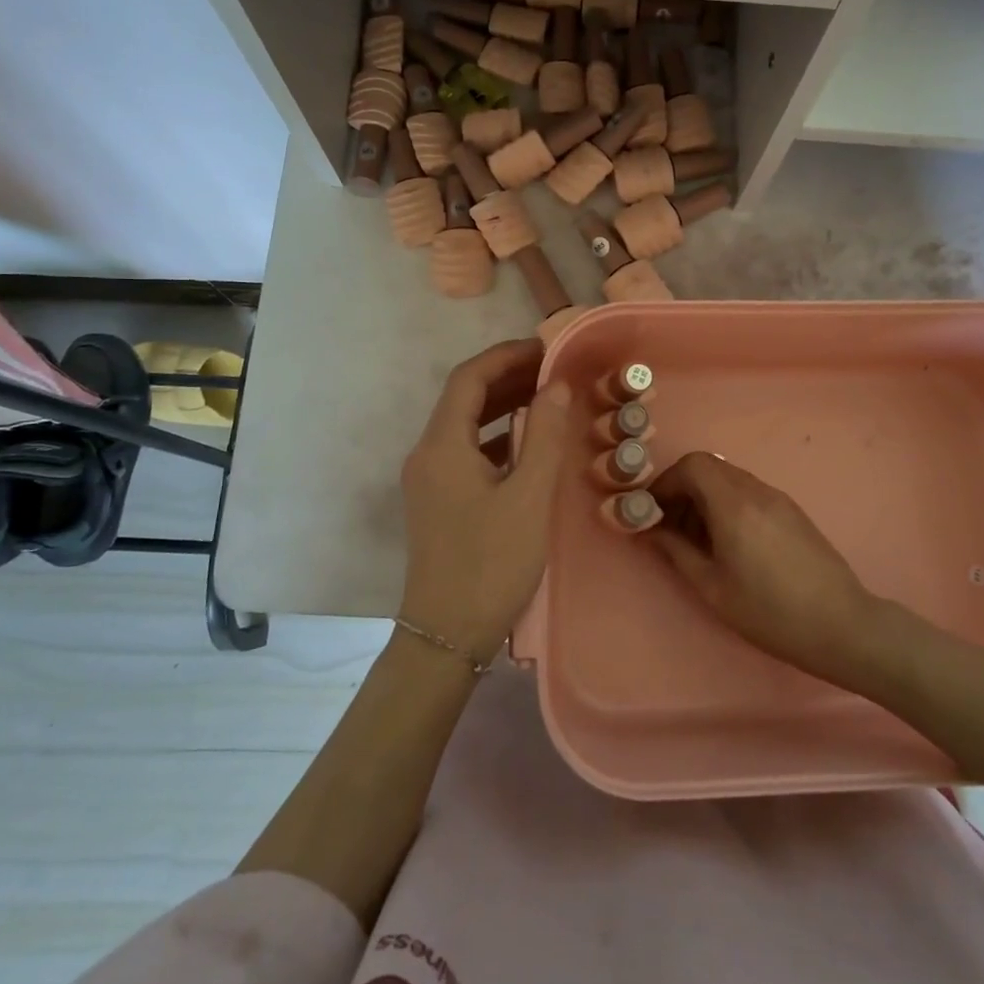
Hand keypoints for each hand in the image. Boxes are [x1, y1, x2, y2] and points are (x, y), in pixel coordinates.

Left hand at [399, 340, 571, 662]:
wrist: (446, 636)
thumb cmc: (491, 563)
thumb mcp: (529, 497)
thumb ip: (544, 436)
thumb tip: (557, 385)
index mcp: (442, 446)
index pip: (469, 378)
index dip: (506, 355)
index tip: (545, 347)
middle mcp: (427, 454)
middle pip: (464, 398)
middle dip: (507, 378)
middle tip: (554, 371)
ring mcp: (429, 480)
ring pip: (465, 425)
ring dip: (502, 406)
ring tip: (546, 398)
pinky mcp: (437, 501)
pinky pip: (466, 451)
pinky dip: (496, 437)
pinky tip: (526, 445)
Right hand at [647, 453, 880, 683]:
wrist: (841, 626)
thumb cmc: (770, 612)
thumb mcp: (713, 588)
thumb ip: (677, 551)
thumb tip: (651, 530)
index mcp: (733, 505)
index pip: (692, 464)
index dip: (666, 482)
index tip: (654, 511)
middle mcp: (756, 490)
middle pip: (709, 467)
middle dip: (682, 489)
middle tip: (670, 526)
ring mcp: (778, 498)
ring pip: (729, 479)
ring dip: (705, 498)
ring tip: (698, 540)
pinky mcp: (792, 511)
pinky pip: (749, 492)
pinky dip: (728, 504)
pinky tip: (729, 543)